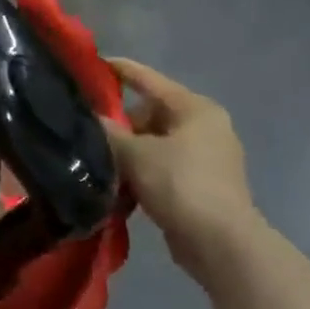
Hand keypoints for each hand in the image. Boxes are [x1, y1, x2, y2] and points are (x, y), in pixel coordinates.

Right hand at [103, 57, 260, 283]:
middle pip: (150, 114)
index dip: (120, 70)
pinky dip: (141, 172)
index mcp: (195, 109)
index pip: (149, 80)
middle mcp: (204, 127)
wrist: (220, 243)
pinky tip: (118, 185)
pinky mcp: (200, 185)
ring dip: (128, 152)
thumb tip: (89, 119)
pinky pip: (162, 167)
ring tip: (99, 162)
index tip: (92, 64)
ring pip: (154, 143)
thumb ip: (108, 132)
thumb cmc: (180, 184)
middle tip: (91, 134)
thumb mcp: (136, 154)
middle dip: (121, 124)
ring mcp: (205, 157)